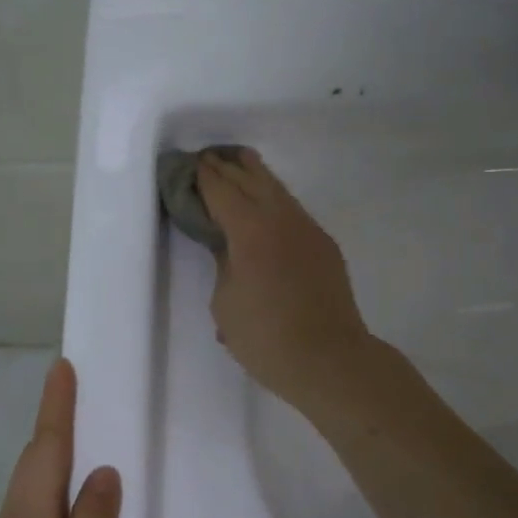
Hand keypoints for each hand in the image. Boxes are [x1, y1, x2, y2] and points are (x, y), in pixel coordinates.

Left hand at [0, 358, 119, 517]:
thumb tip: (102, 472)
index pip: (45, 450)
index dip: (56, 408)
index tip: (62, 368)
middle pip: (34, 463)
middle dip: (54, 423)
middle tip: (76, 391)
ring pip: (31, 488)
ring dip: (53, 454)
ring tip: (81, 434)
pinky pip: (31, 512)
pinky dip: (50, 489)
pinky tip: (69, 503)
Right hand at [197, 147, 375, 412]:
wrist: (329, 359)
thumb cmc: (267, 339)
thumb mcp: (226, 304)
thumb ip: (223, 265)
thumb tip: (229, 247)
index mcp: (250, 231)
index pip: (221, 191)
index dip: (202, 177)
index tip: (188, 166)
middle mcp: (281, 219)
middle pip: (251, 179)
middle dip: (227, 167)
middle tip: (207, 158)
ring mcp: (308, 229)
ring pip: (277, 190)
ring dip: (254, 175)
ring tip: (238, 162)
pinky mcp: (324, 246)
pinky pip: (292, 210)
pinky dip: (273, 198)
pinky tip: (266, 204)